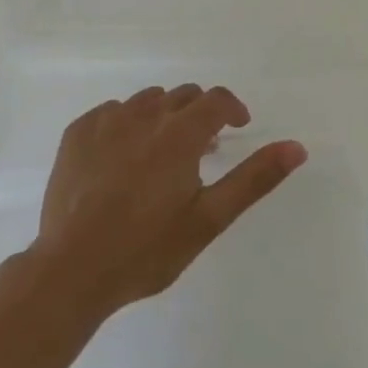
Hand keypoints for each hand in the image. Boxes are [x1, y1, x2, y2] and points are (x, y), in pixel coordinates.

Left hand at [30, 85, 306, 317]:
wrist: (70, 272)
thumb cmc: (147, 249)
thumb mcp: (209, 219)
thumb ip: (254, 178)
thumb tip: (297, 147)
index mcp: (180, 134)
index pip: (216, 99)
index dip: (232, 108)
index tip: (237, 128)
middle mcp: (144, 115)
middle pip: (183, 95)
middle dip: (199, 114)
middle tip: (201, 150)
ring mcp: (106, 121)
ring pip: (147, 101)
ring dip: (163, 117)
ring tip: (162, 155)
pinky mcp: (77, 133)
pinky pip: (111, 112)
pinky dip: (125, 124)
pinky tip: (122, 158)